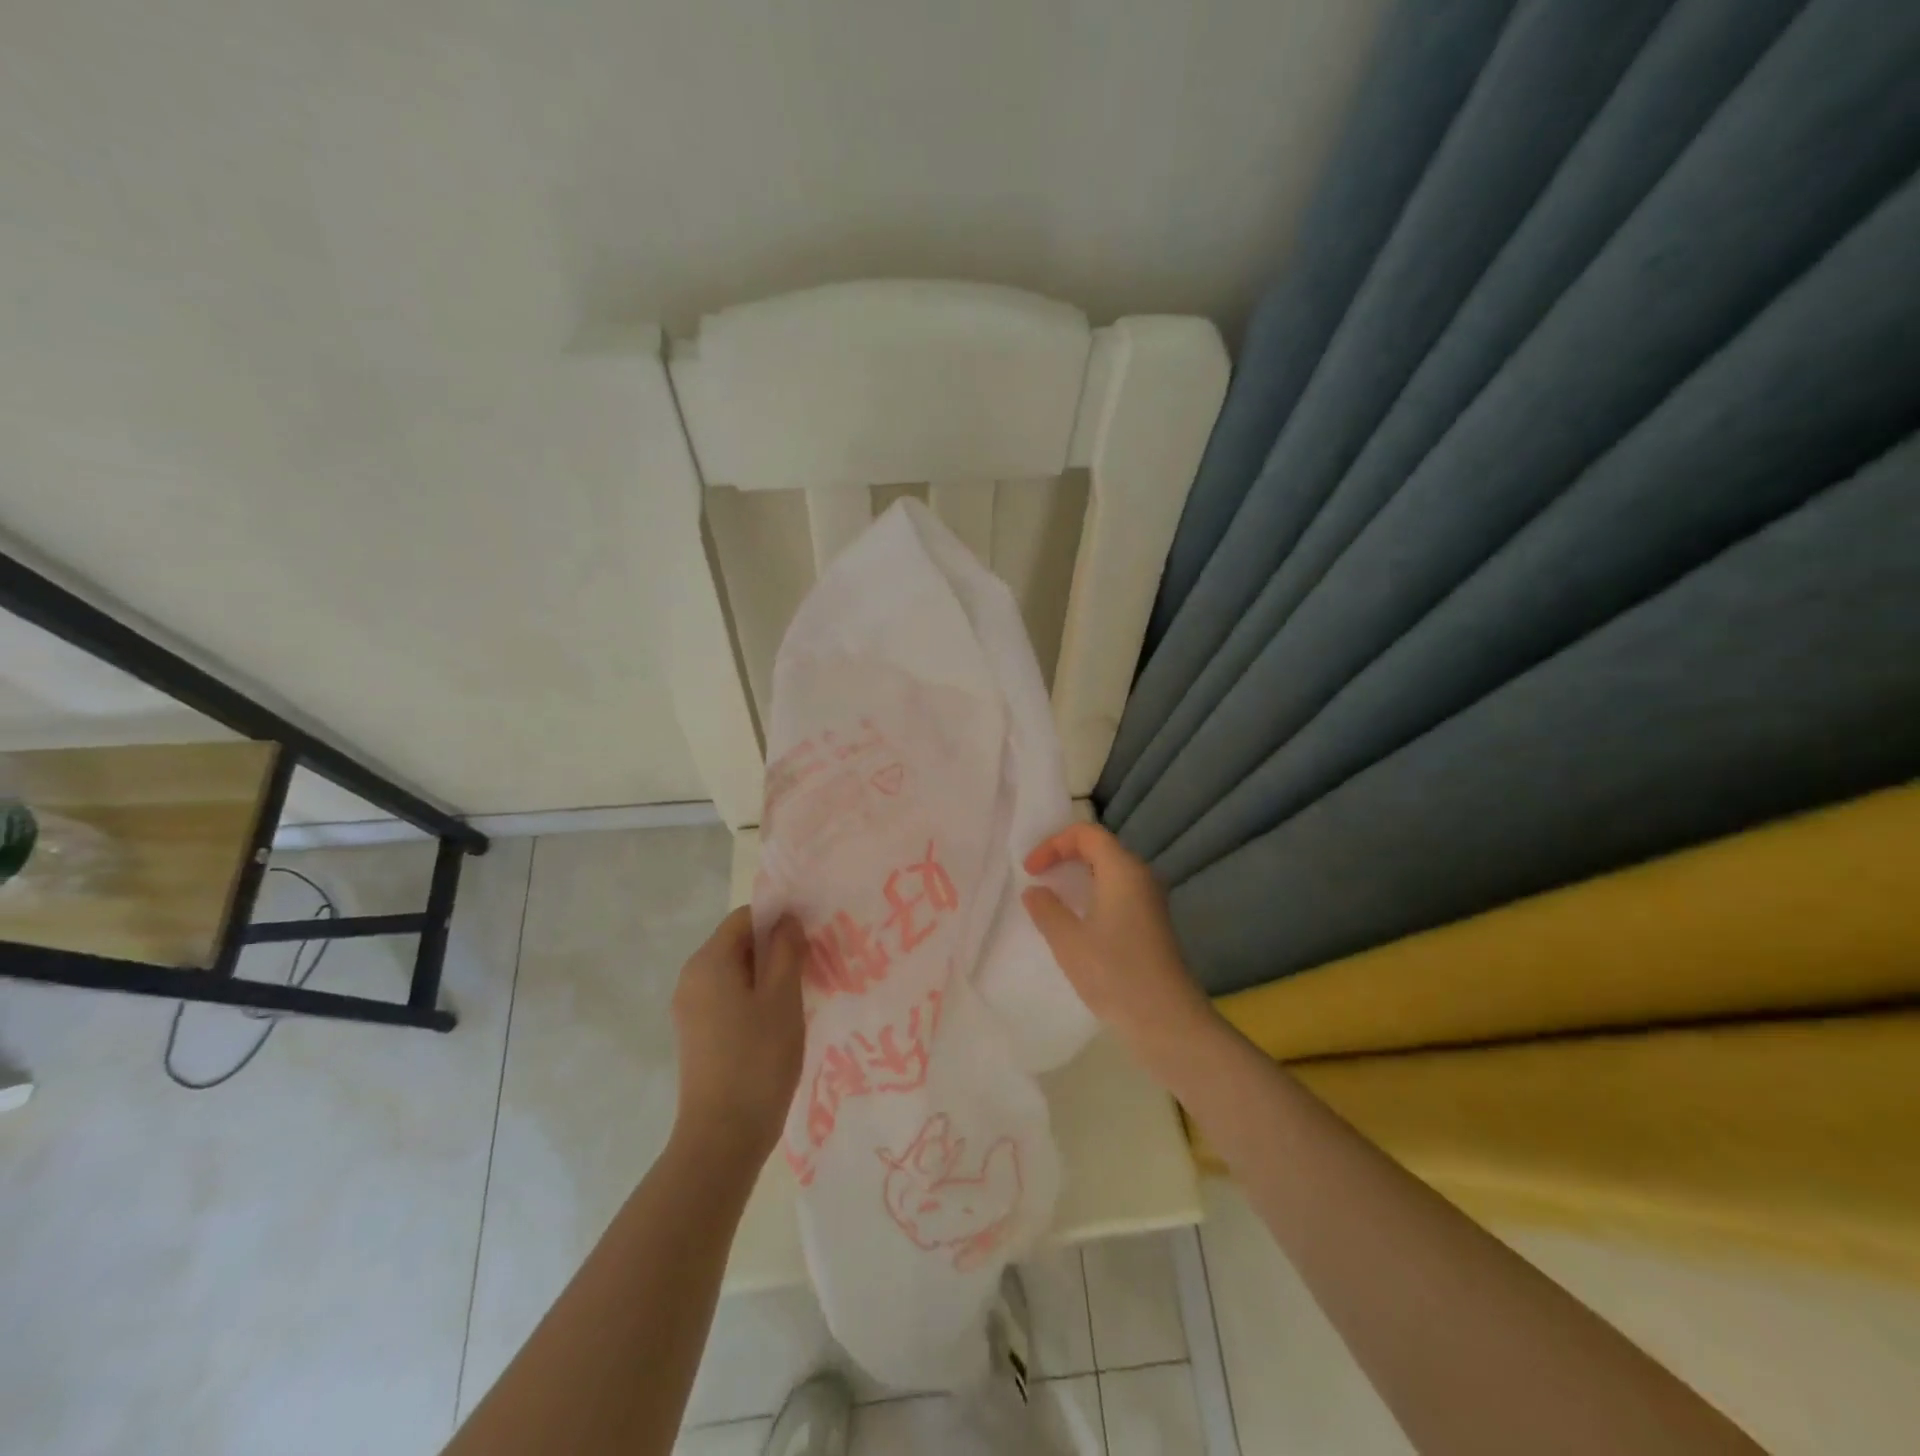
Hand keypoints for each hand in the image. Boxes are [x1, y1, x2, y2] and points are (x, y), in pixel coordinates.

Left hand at [671, 907, 806, 1166]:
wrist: (722, 1136)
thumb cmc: (758, 1058)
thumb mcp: (783, 997)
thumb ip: (786, 950)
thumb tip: (787, 921)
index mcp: (709, 961)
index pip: (745, 917)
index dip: (779, 920)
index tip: (809, 940)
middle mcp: (691, 977)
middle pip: (738, 943)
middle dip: (774, 949)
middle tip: (811, 969)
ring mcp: (690, 1008)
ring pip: (734, 973)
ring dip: (767, 976)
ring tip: (799, 997)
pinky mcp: (695, 1034)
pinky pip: (727, 998)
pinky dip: (752, 999)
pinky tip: (777, 1023)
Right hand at [1021, 824, 1217, 1077]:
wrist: (1167, 1021)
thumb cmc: (1114, 973)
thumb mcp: (1068, 941)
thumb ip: (1047, 909)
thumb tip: (1036, 891)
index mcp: (1123, 870)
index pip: (1087, 834)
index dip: (1054, 844)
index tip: (1031, 870)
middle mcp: (1141, 877)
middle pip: (1101, 848)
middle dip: (1065, 856)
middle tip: (1038, 877)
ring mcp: (1151, 902)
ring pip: (1111, 873)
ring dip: (1080, 878)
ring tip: (1053, 899)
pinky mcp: (1153, 925)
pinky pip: (1119, 894)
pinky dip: (1094, 896)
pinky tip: (1079, 923)